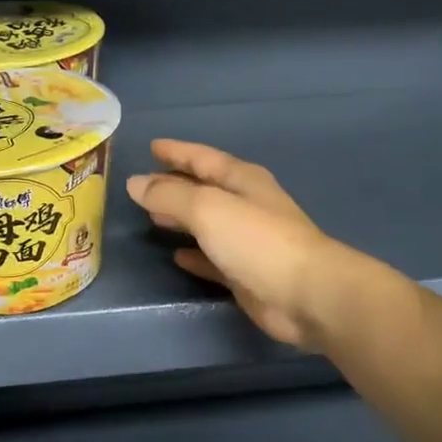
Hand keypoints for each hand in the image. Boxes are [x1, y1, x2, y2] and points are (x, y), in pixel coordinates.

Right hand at [126, 140, 342, 349]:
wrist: (306, 294)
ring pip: (207, 223)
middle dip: (175, 185)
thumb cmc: (257, 241)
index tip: (152, 147)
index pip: (203, 158)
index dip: (177, 152)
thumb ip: (170, 195)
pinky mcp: (246, 274)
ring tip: (152, 218)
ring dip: (182, 218)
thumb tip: (136, 183)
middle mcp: (247, 205)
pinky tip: (176, 257)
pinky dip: (195, 255)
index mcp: (242, 180)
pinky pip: (213, 259)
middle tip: (143, 186)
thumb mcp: (208, 208)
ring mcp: (248, 241)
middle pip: (205, 189)